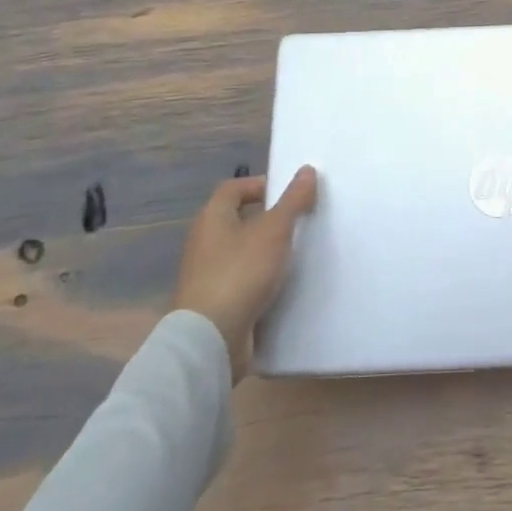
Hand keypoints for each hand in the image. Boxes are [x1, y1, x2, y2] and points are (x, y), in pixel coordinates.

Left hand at [171, 167, 317, 381]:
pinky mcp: (214, 304)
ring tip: (296, 253)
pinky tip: (282, 286)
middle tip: (299, 222)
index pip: (234, 188)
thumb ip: (293, 200)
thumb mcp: (274, 230)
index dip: (260, 185)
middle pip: (238, 219)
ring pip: (241, 252)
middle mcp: (204, 242)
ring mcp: (206, 275)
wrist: (210, 340)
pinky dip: (259, 280)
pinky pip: (241, 281)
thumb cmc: (240, 272)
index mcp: (212, 218)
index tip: (289, 194)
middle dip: (268, 219)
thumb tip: (306, 170)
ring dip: (266, 252)